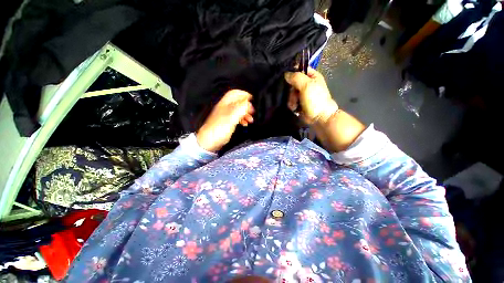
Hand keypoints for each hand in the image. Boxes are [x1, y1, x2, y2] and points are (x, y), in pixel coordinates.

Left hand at [196, 90, 254, 151]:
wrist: (208, 142)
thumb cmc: (219, 130)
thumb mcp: (231, 118)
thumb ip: (240, 109)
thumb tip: (249, 103)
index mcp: (225, 104)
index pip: (235, 93)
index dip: (244, 94)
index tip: (252, 99)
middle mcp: (225, 108)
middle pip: (237, 102)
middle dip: (247, 106)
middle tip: (252, 112)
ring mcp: (225, 115)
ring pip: (238, 110)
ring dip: (245, 113)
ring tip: (250, 119)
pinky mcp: (226, 123)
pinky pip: (236, 118)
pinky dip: (242, 119)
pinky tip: (245, 124)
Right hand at [285, 67, 338, 124]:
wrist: (319, 117)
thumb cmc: (315, 100)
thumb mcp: (306, 86)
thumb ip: (296, 78)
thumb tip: (286, 74)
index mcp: (312, 76)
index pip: (300, 69)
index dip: (292, 72)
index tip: (287, 78)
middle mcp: (307, 84)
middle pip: (292, 82)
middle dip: (292, 90)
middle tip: (294, 95)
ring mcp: (302, 94)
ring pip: (290, 92)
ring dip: (291, 99)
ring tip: (295, 104)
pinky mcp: (299, 102)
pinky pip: (291, 100)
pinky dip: (292, 104)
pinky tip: (295, 108)